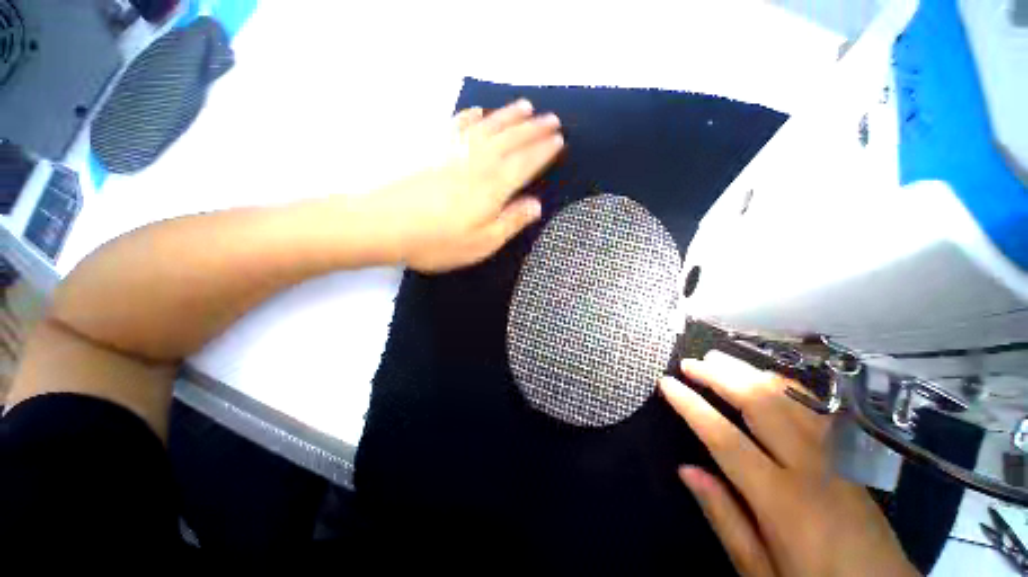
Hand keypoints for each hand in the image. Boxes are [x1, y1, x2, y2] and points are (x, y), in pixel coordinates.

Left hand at [381, 99, 563, 272]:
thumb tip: (536, 205)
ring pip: (489, 127)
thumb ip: (512, 221)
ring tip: (526, 106)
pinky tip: (477, 111)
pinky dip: (470, 116)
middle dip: (534, 129)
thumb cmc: (439, 241)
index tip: (560, 140)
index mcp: (494, 186)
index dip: (544, 151)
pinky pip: (456, 126)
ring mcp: (453, 152)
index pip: (526, 163)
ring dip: (509, 116)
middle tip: (552, 118)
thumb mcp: (483, 242)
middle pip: (512, 140)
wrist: (384, 225)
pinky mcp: (433, 151)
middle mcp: (478, 162)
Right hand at [660, 352, 917, 576]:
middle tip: (690, 363)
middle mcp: (811, 469)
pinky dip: (785, 386)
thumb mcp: (761, 572)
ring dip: (750, 373)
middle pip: (762, 406)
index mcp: (784, 502)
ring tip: (719, 360)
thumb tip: (686, 470)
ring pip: (791, 400)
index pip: (726, 439)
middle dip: (721, 377)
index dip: (691, 406)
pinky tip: (766, 379)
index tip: (666, 383)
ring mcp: (836, 458)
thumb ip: (725, 518)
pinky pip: (815, 409)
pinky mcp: (850, 457)